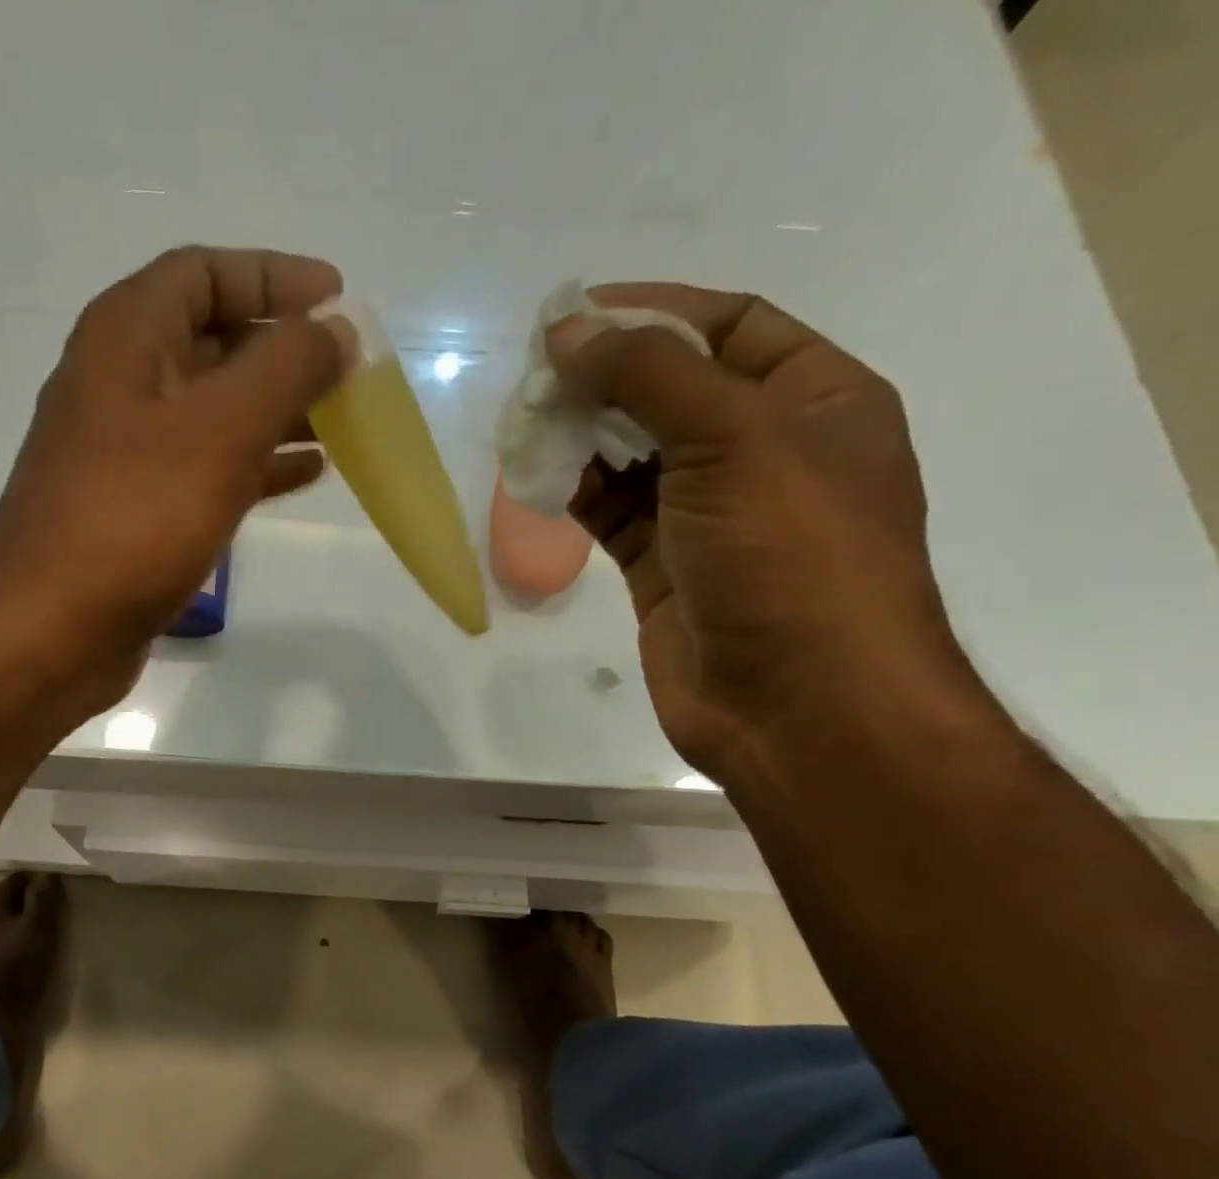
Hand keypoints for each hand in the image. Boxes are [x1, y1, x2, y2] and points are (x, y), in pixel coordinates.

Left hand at [0, 246, 346, 705]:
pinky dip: (257, 466)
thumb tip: (337, 331)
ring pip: (215, 412)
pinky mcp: (138, 514)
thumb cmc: (133, 517)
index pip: (204, 273)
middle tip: (348, 371)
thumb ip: (286, 369)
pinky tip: (303, 477)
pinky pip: (208, 470)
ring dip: (277, 411)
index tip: (338, 301)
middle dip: (283, 350)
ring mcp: (127, 455)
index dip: (273, 276)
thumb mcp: (220, 429)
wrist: (50, 631)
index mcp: (126, 337)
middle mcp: (120, 385)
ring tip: (341, 422)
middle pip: (212, 342)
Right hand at [551, 285, 979, 781]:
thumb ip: (649, 376)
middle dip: (606, 375)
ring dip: (583, 434)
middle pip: (673, 390)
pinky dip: (576, 491)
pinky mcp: (663, 568)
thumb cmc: (790, 555)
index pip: (728, 327)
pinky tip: (536, 475)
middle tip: (534, 372)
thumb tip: (568, 332)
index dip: (653, 313)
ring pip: (634, 454)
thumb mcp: (734, 439)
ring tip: (524, 420)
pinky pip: (613, 512)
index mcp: (814, 400)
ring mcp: (708, 515)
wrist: (798, 704)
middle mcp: (763, 452)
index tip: (575, 313)